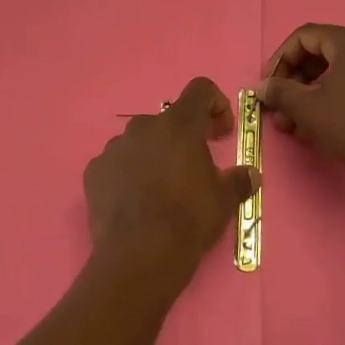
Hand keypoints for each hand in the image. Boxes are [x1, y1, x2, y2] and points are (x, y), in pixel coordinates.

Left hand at [85, 76, 258, 280]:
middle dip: (183, 138)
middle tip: (193, 168)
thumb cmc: (189, 219)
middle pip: (168, 121)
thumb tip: (250, 174)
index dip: (216, 104)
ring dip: (153, 156)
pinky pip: (116, 165)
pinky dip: (127, 175)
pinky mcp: (94, 171)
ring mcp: (114, 147)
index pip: (200, 89)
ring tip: (161, 191)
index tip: (220, 131)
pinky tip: (135, 202)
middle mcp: (143, 126)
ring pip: (139, 142)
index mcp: (179, 124)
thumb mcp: (225, 200)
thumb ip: (239, 180)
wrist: (139, 254)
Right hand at [257, 24, 344, 186]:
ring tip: (296, 123)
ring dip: (312, 92)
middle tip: (281, 107)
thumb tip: (262, 87)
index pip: (305, 37)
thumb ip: (280, 91)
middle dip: (296, 81)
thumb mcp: (307, 108)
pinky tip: (322, 123)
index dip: (281, 59)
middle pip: (322, 52)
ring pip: (339, 70)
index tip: (270, 85)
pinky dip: (336, 96)